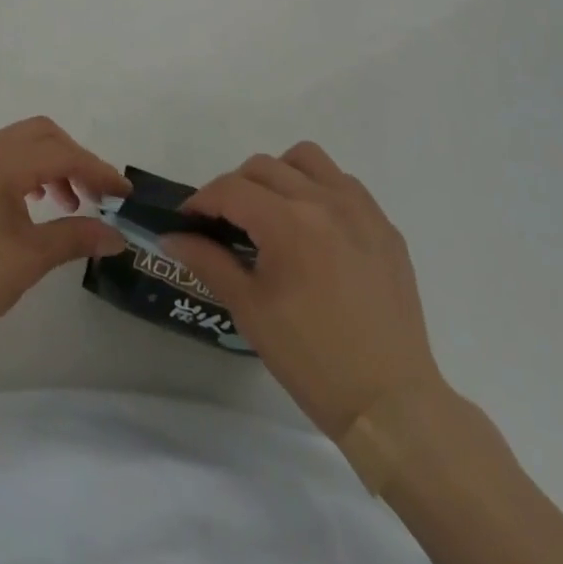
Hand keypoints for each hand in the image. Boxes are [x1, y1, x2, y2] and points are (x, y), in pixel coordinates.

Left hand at [0, 117, 128, 357]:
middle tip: (97, 196)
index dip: (97, 170)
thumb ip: (75, 237)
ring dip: (49, 165)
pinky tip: (31, 205)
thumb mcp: (27, 261)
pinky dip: (24, 172)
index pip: (60, 152)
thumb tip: (116, 234)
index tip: (124, 193)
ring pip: (18, 144)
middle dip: (74, 159)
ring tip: (68, 204)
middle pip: (40, 135)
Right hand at [165, 142, 443, 438]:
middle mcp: (325, 200)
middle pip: (263, 166)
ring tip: (273, 213)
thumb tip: (172, 237)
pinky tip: (315, 230)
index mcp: (288, 222)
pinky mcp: (385, 226)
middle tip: (226, 224)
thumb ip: (208, 261)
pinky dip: (319, 190)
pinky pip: (344, 183)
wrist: (390, 404)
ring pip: (307, 159)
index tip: (188, 221)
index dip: (201, 201)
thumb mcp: (249, 310)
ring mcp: (361, 209)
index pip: (230, 189)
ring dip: (280, 175)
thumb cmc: (311, 359)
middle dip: (235, 188)